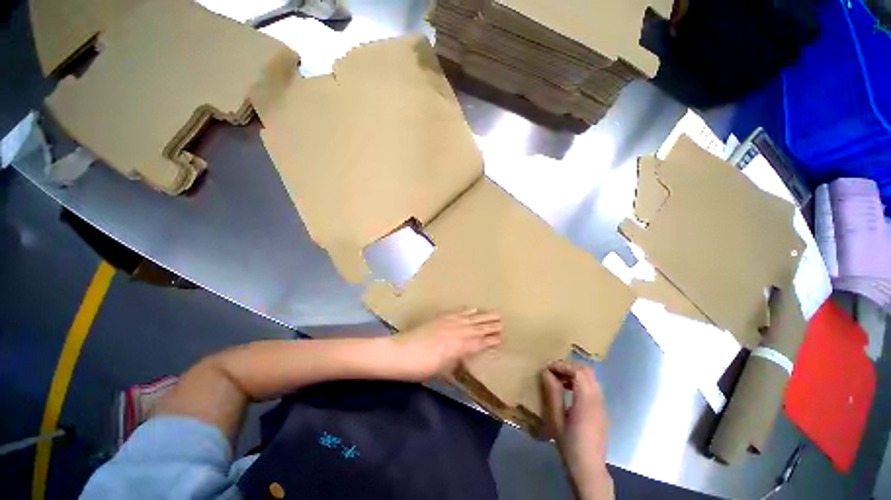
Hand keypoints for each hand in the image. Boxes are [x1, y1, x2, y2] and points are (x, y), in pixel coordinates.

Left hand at [390, 309, 502, 381]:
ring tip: (495, 314)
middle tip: (503, 322)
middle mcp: (456, 332)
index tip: (501, 337)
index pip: (479, 343)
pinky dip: (467, 311)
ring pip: (470, 319)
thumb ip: (456, 360)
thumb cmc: (420, 367)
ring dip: (483, 317)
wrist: (399, 353)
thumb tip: (467, 354)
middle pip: (477, 328)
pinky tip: (473, 309)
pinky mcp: (440, 318)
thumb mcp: (441, 370)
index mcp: (458, 348)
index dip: (490, 340)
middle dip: (491, 325)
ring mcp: (448, 323)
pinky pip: (457, 313)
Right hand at [541, 360, 613, 499]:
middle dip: (569, 366)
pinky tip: (569, 392)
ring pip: (591, 378)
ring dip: (575, 373)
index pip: (578, 371)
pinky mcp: (601, 410)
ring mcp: (602, 405)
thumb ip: (553, 393)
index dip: (562, 365)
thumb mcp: (556, 419)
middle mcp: (598, 399)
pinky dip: (580, 382)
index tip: (548, 368)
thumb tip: (546, 372)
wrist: (589, 470)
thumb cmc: (570, 445)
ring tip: (559, 380)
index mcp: (587, 401)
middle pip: (587, 371)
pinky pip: (592, 387)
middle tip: (553, 371)